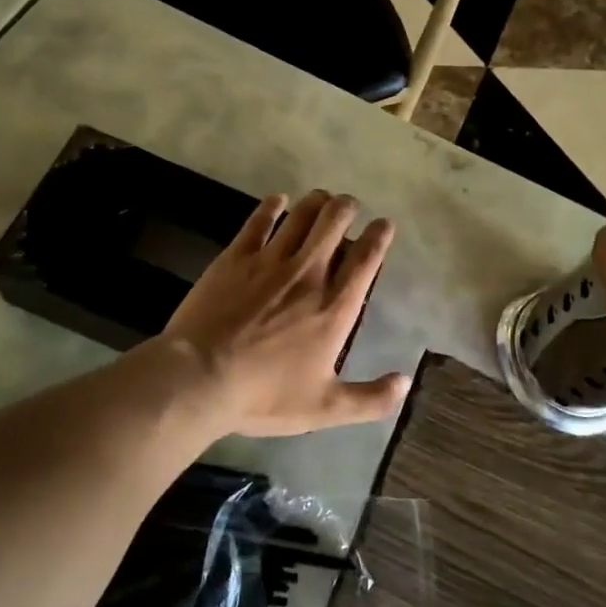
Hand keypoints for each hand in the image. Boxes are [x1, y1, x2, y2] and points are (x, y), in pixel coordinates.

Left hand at [157, 190, 407, 438]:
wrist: (199, 378)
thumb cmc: (263, 395)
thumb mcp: (324, 408)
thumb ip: (370, 399)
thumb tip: (406, 382)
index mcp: (334, 307)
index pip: (366, 259)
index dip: (380, 236)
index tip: (384, 224)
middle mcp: (308, 273)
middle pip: (335, 222)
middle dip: (347, 207)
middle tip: (349, 207)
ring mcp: (270, 260)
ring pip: (301, 214)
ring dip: (316, 201)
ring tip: (322, 198)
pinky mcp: (236, 256)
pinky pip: (260, 220)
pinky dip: (272, 205)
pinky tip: (278, 200)